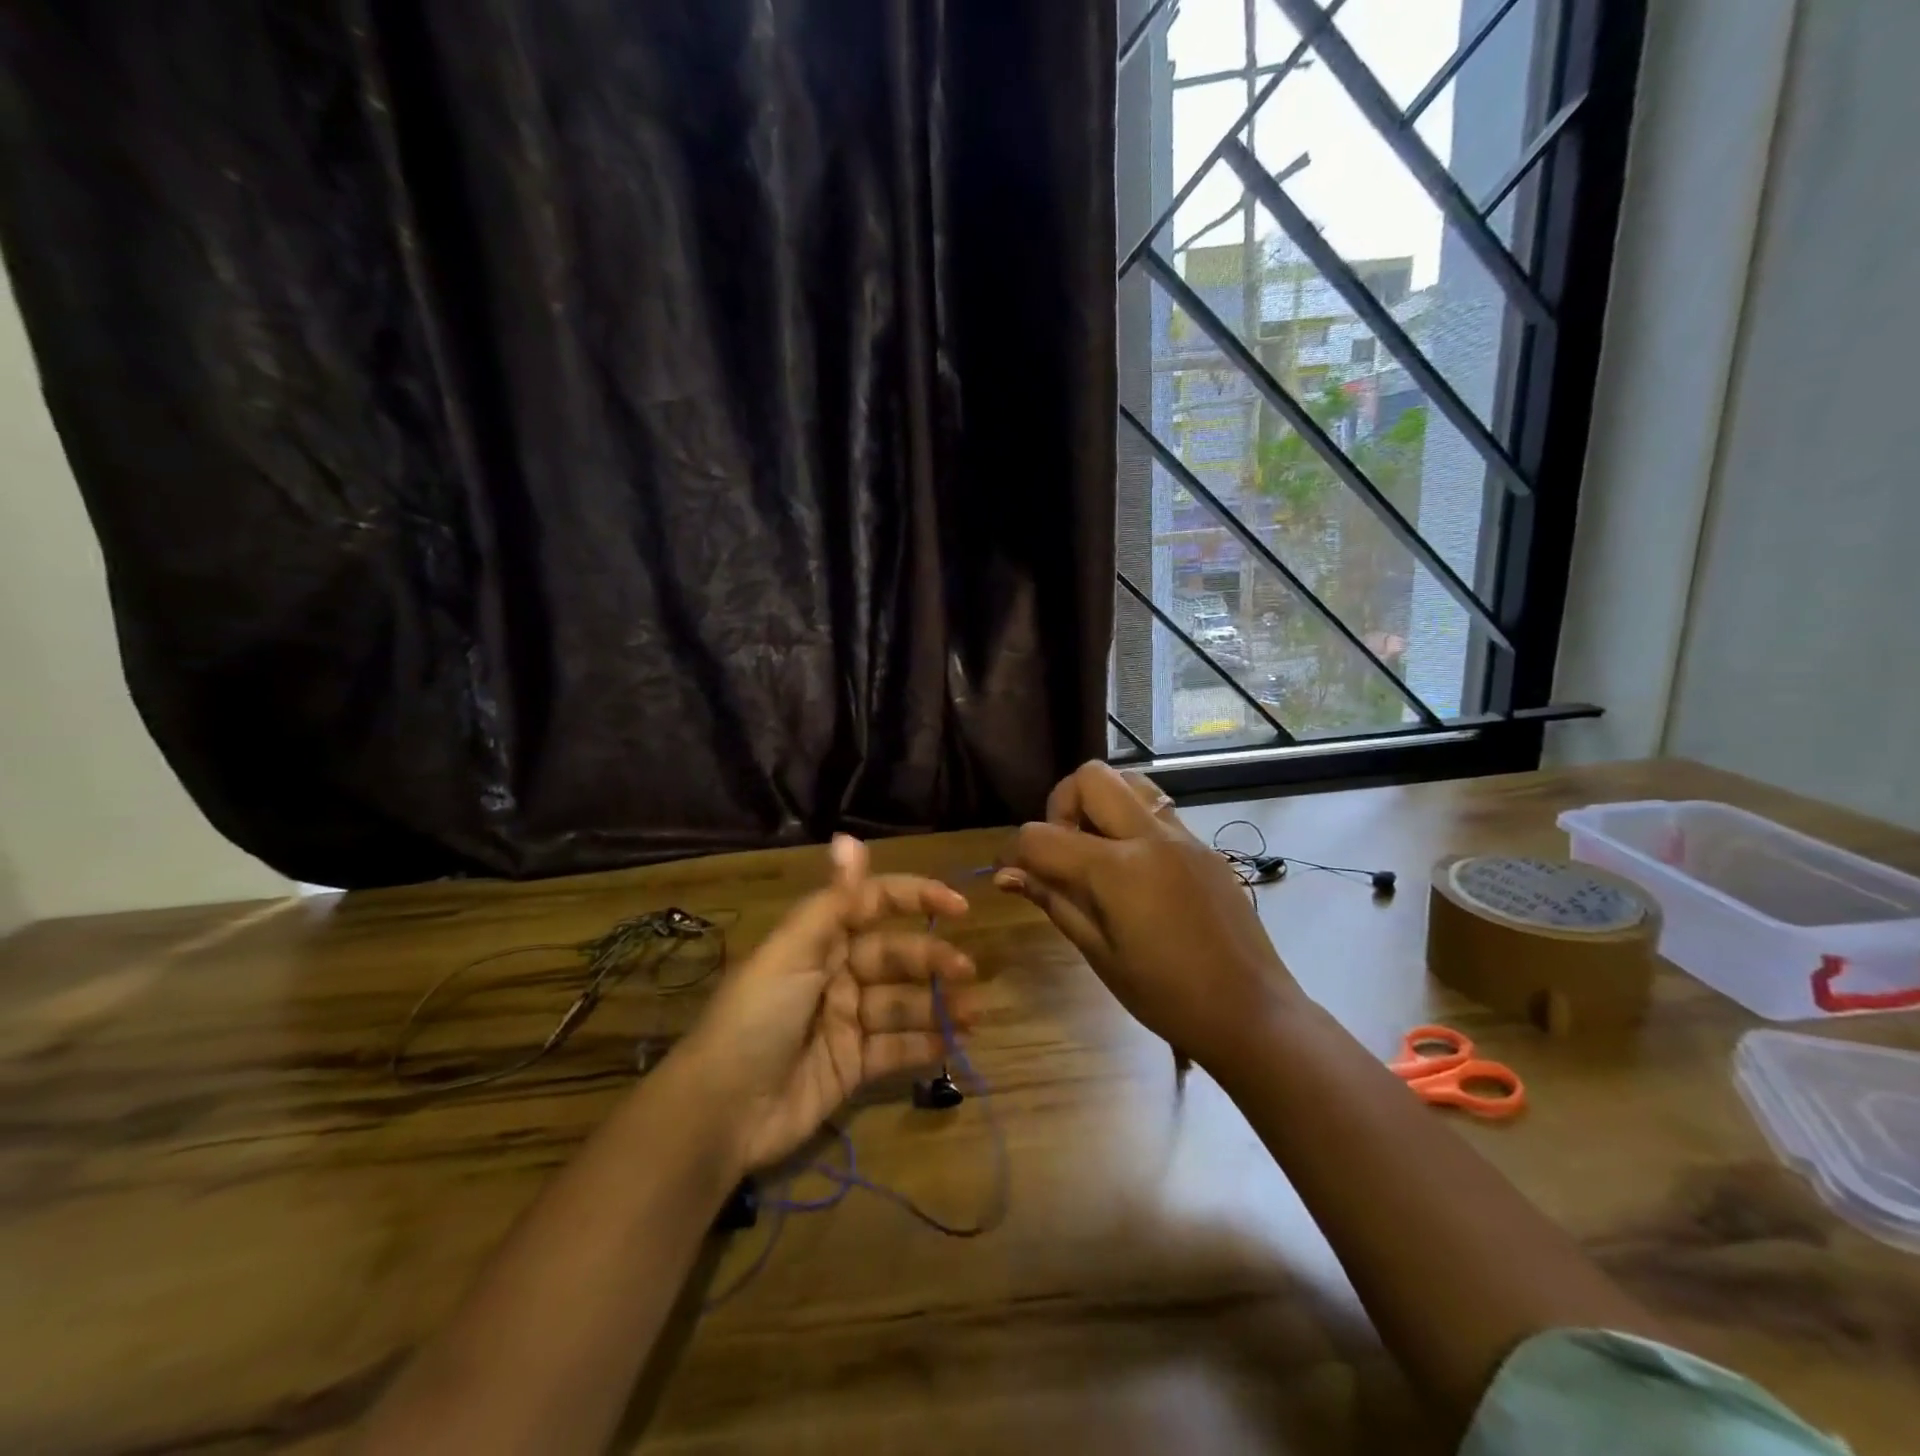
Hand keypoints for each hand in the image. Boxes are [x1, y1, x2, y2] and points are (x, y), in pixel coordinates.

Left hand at [671, 836, 975, 1174]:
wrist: (721, 1111)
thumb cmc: (758, 1016)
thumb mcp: (793, 951)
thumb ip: (833, 900)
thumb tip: (849, 837)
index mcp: (820, 939)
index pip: (875, 903)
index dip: (917, 899)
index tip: (959, 908)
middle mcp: (836, 973)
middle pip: (895, 956)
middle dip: (932, 960)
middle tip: (966, 973)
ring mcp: (845, 1021)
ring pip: (902, 1003)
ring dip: (938, 1004)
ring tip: (972, 1014)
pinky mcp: (851, 1065)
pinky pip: (895, 1048)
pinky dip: (924, 1045)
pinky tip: (952, 1045)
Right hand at [996, 761, 1301, 1068]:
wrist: (1251, 1012)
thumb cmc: (1166, 996)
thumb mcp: (1099, 953)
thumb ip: (1053, 901)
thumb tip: (1006, 874)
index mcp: (1117, 870)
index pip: (1042, 835)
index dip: (1015, 852)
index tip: (1011, 872)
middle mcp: (1150, 837)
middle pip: (1090, 777)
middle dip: (1062, 805)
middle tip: (1064, 850)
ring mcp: (1183, 836)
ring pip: (1129, 781)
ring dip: (1101, 802)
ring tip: (1097, 849)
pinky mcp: (1204, 847)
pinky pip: (1158, 810)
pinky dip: (1132, 821)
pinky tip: (1135, 870)